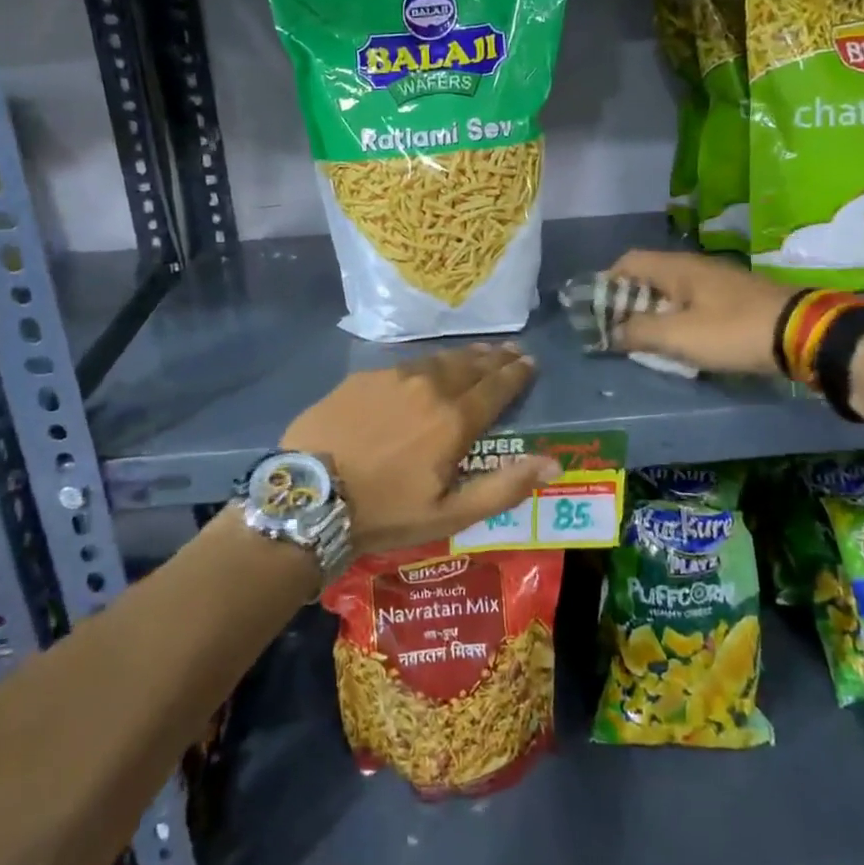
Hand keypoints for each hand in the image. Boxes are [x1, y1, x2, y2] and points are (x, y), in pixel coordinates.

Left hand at [283, 342, 560, 556]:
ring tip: (478, 352)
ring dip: (463, 356)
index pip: (496, 387)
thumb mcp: (450, 513)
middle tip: (510, 351)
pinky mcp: (363, 377)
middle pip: (470, 365)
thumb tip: (553, 463)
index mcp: (454, 419)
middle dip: (494, 358)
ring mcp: (393, 377)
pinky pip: (405, 363)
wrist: (310, 495)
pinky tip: (426, 367)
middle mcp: (429, 387)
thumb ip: (504, 487)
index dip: (516, 374)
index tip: (530, 362)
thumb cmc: (385, 512)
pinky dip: (427, 362)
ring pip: (438, 359)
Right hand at [606, 250, 794, 375]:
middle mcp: (694, 267)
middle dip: (629, 302)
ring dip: (655, 313)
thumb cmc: (732, 331)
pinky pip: (695, 303)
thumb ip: (639, 332)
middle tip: (619, 331)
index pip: (628, 261)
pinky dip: (679, 319)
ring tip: (647, 341)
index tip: (597, 311)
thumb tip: (611, 332)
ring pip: (673, 291)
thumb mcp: (678, 336)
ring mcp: (718, 282)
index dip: (607, 283)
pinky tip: (683, 341)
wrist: (803, 334)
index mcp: (676, 268)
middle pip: (649, 276)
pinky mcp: (736, 299)